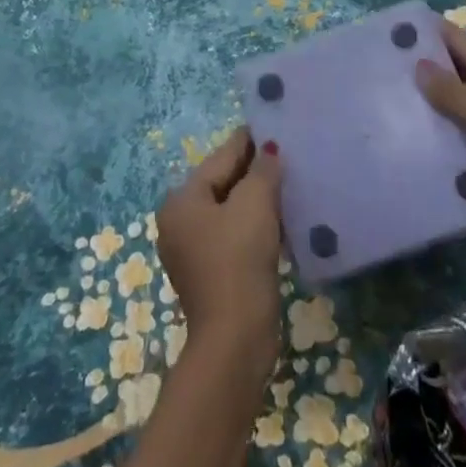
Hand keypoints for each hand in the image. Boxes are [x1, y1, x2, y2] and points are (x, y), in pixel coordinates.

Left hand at [155, 128, 284, 376]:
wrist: (235, 340)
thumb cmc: (239, 260)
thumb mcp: (254, 205)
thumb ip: (262, 170)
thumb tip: (268, 151)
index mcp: (181, 201)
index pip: (220, 159)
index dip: (247, 143)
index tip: (269, 126)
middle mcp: (179, 222)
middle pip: (222, 184)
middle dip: (252, 172)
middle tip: (284, 155)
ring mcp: (193, 252)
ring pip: (229, 211)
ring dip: (255, 200)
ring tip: (286, 184)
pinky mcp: (211, 275)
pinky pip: (233, 235)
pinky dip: (253, 225)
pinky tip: (278, 221)